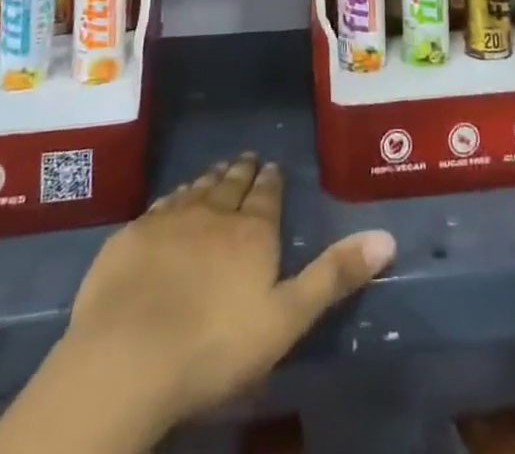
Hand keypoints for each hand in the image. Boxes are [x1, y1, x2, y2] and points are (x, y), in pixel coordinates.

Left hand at [11, 155, 394, 448]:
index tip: (272, 165)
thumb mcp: (286, 318)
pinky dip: (174, 197)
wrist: (128, 356)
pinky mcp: (132, 235)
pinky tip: (173, 200)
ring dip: (209, 179)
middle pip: (231, 186)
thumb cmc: (215, 346)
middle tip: (246, 159)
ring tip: (216, 172)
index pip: (266, 195)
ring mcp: (169, 220)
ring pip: (196, 190)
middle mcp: (213, 214)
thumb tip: (386, 236)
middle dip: (241, 172)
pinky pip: (161, 205)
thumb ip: (333, 276)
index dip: (271, 181)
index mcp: (252, 233)